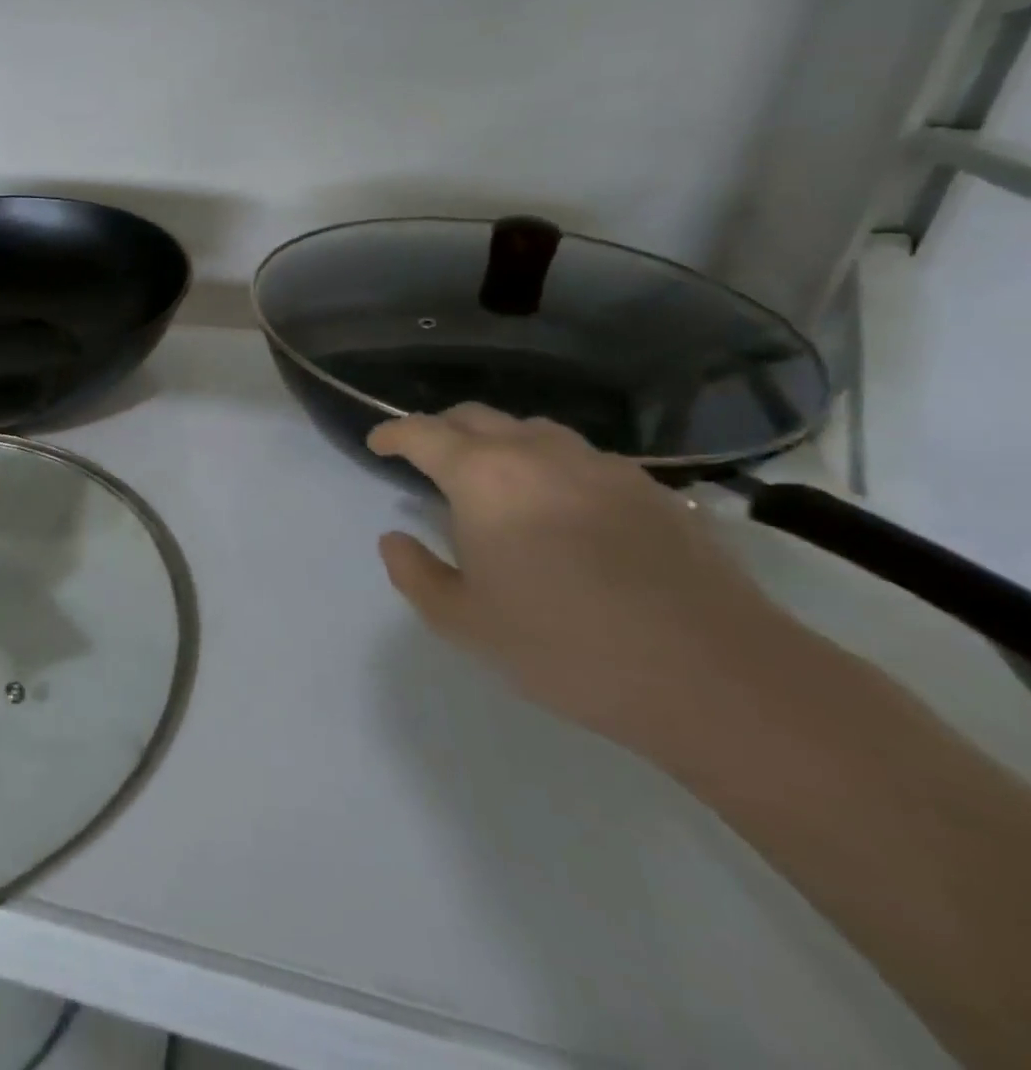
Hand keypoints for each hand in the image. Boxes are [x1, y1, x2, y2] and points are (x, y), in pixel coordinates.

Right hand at [369, 404, 807, 758]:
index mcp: (483, 476)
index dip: (392, 433)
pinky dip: (553, 468)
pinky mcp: (652, 489)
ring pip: (533, 431)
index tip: (378, 443)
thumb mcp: (464, 622)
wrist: (714, 675)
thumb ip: (415, 573)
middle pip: (476, 417)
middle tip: (430, 459)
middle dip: (443, 430)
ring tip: (496, 481)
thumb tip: (395, 538)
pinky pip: (583, 460)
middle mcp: (538, 453)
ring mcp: (601, 466)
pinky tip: (565, 510)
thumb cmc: (565, 645)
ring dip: (501, 444)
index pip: (422, 433)